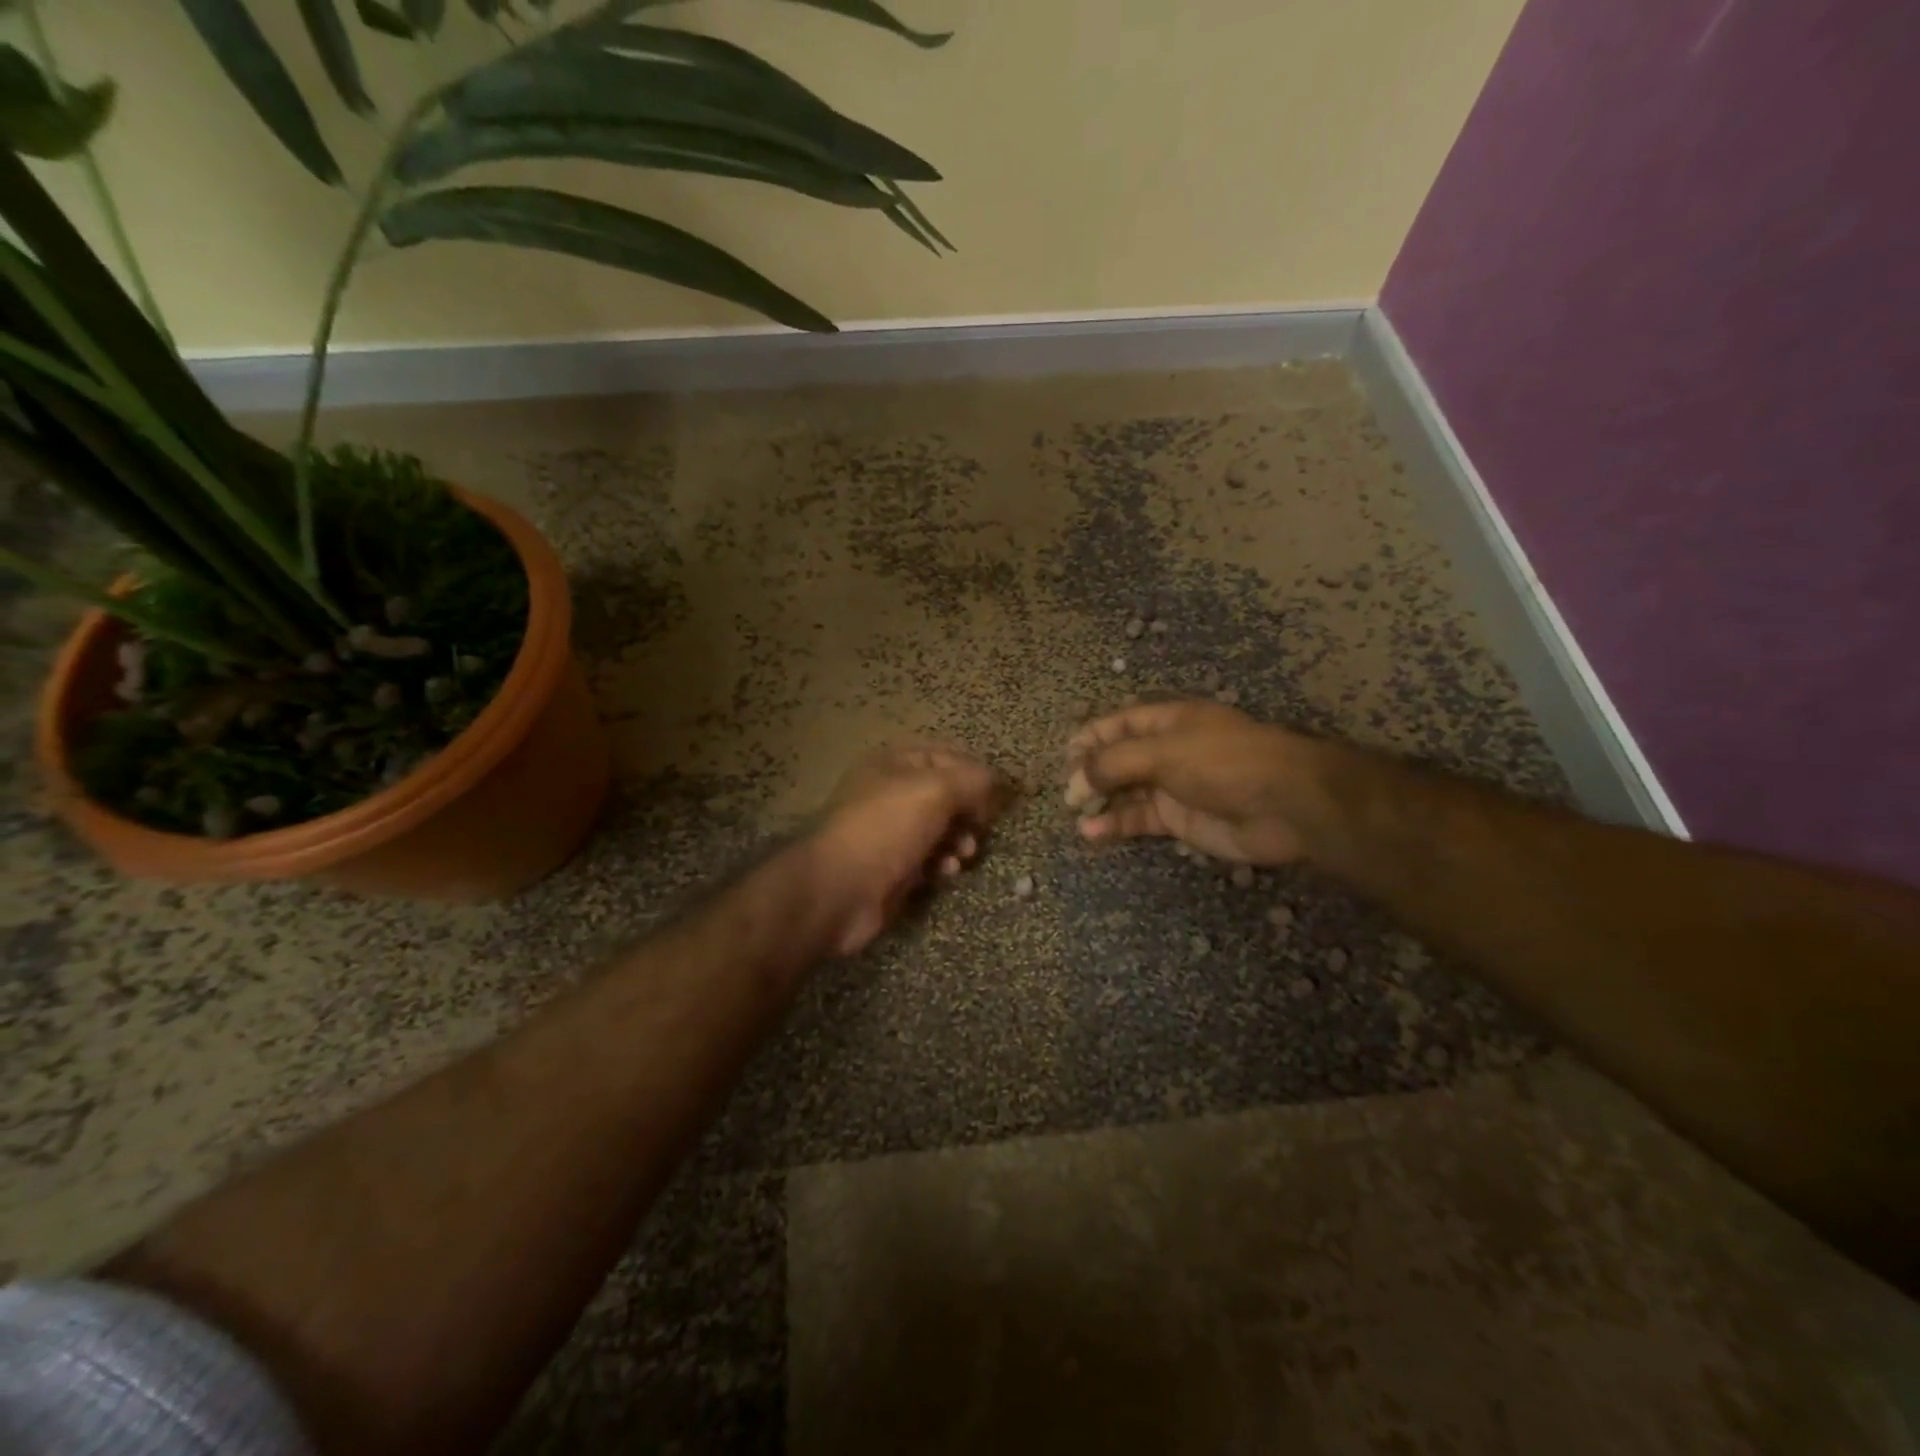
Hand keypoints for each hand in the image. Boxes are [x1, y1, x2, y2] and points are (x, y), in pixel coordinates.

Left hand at [811, 742, 1011, 955]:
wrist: (839, 890)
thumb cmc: (886, 829)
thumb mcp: (935, 791)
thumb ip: (972, 780)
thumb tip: (997, 782)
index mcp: (893, 764)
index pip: (946, 756)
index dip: (975, 772)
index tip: (998, 795)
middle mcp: (890, 793)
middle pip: (946, 796)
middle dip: (970, 811)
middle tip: (982, 827)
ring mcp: (890, 833)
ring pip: (940, 830)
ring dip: (960, 840)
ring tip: (963, 853)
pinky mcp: (893, 868)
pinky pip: (929, 860)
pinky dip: (942, 864)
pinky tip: (945, 873)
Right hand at [1065, 700, 1323, 864]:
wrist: (1286, 805)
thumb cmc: (1223, 762)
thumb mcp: (1163, 752)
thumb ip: (1114, 763)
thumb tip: (1076, 781)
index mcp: (1169, 722)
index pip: (1120, 723)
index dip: (1091, 736)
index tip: (1064, 756)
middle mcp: (1169, 751)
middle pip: (1120, 759)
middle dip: (1091, 773)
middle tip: (1067, 792)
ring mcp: (1175, 787)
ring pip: (1127, 793)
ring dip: (1101, 802)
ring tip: (1075, 815)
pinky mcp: (1181, 821)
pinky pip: (1141, 820)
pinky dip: (1117, 826)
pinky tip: (1093, 835)